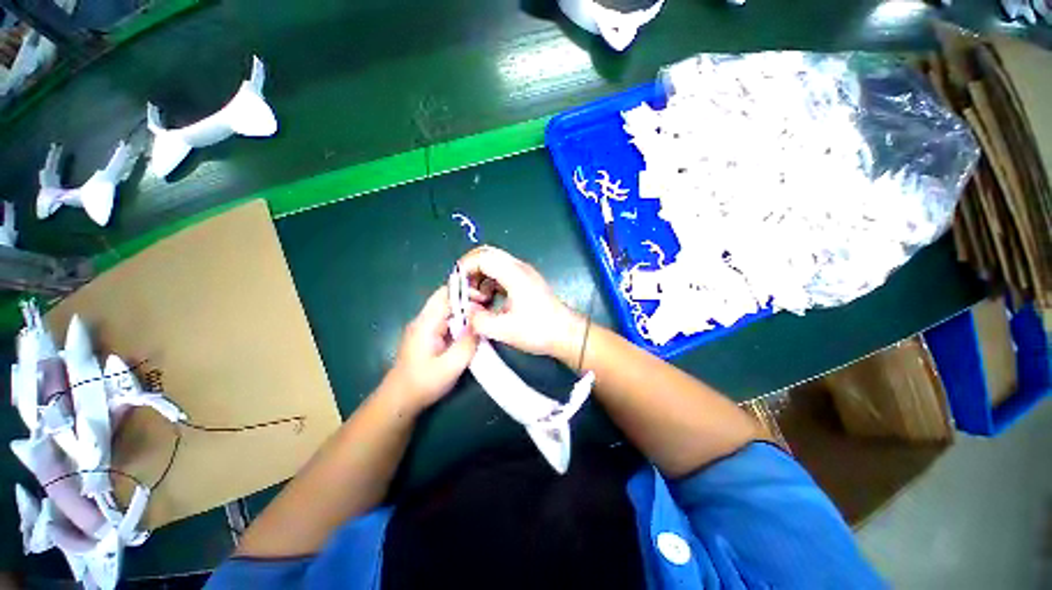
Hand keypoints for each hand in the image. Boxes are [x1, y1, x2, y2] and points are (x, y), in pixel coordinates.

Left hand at [383, 286, 478, 410]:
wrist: (399, 400)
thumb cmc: (424, 383)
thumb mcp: (451, 366)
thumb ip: (468, 343)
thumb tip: (481, 322)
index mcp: (426, 323)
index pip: (446, 294)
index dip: (467, 292)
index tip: (485, 299)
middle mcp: (423, 319)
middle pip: (445, 297)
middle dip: (467, 297)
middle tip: (487, 304)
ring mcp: (423, 326)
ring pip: (446, 307)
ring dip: (464, 308)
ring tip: (482, 315)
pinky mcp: (426, 334)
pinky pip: (445, 319)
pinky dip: (459, 318)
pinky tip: (470, 327)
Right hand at [458, 246, 584, 363]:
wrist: (567, 334)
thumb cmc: (538, 331)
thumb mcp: (504, 330)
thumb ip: (478, 320)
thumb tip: (465, 311)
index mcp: (514, 274)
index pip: (482, 257)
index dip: (464, 268)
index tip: (456, 287)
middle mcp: (519, 267)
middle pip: (487, 254)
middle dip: (470, 270)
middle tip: (464, 291)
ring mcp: (523, 273)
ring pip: (494, 263)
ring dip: (480, 276)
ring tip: (478, 299)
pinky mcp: (525, 281)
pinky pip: (501, 273)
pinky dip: (490, 282)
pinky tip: (490, 300)